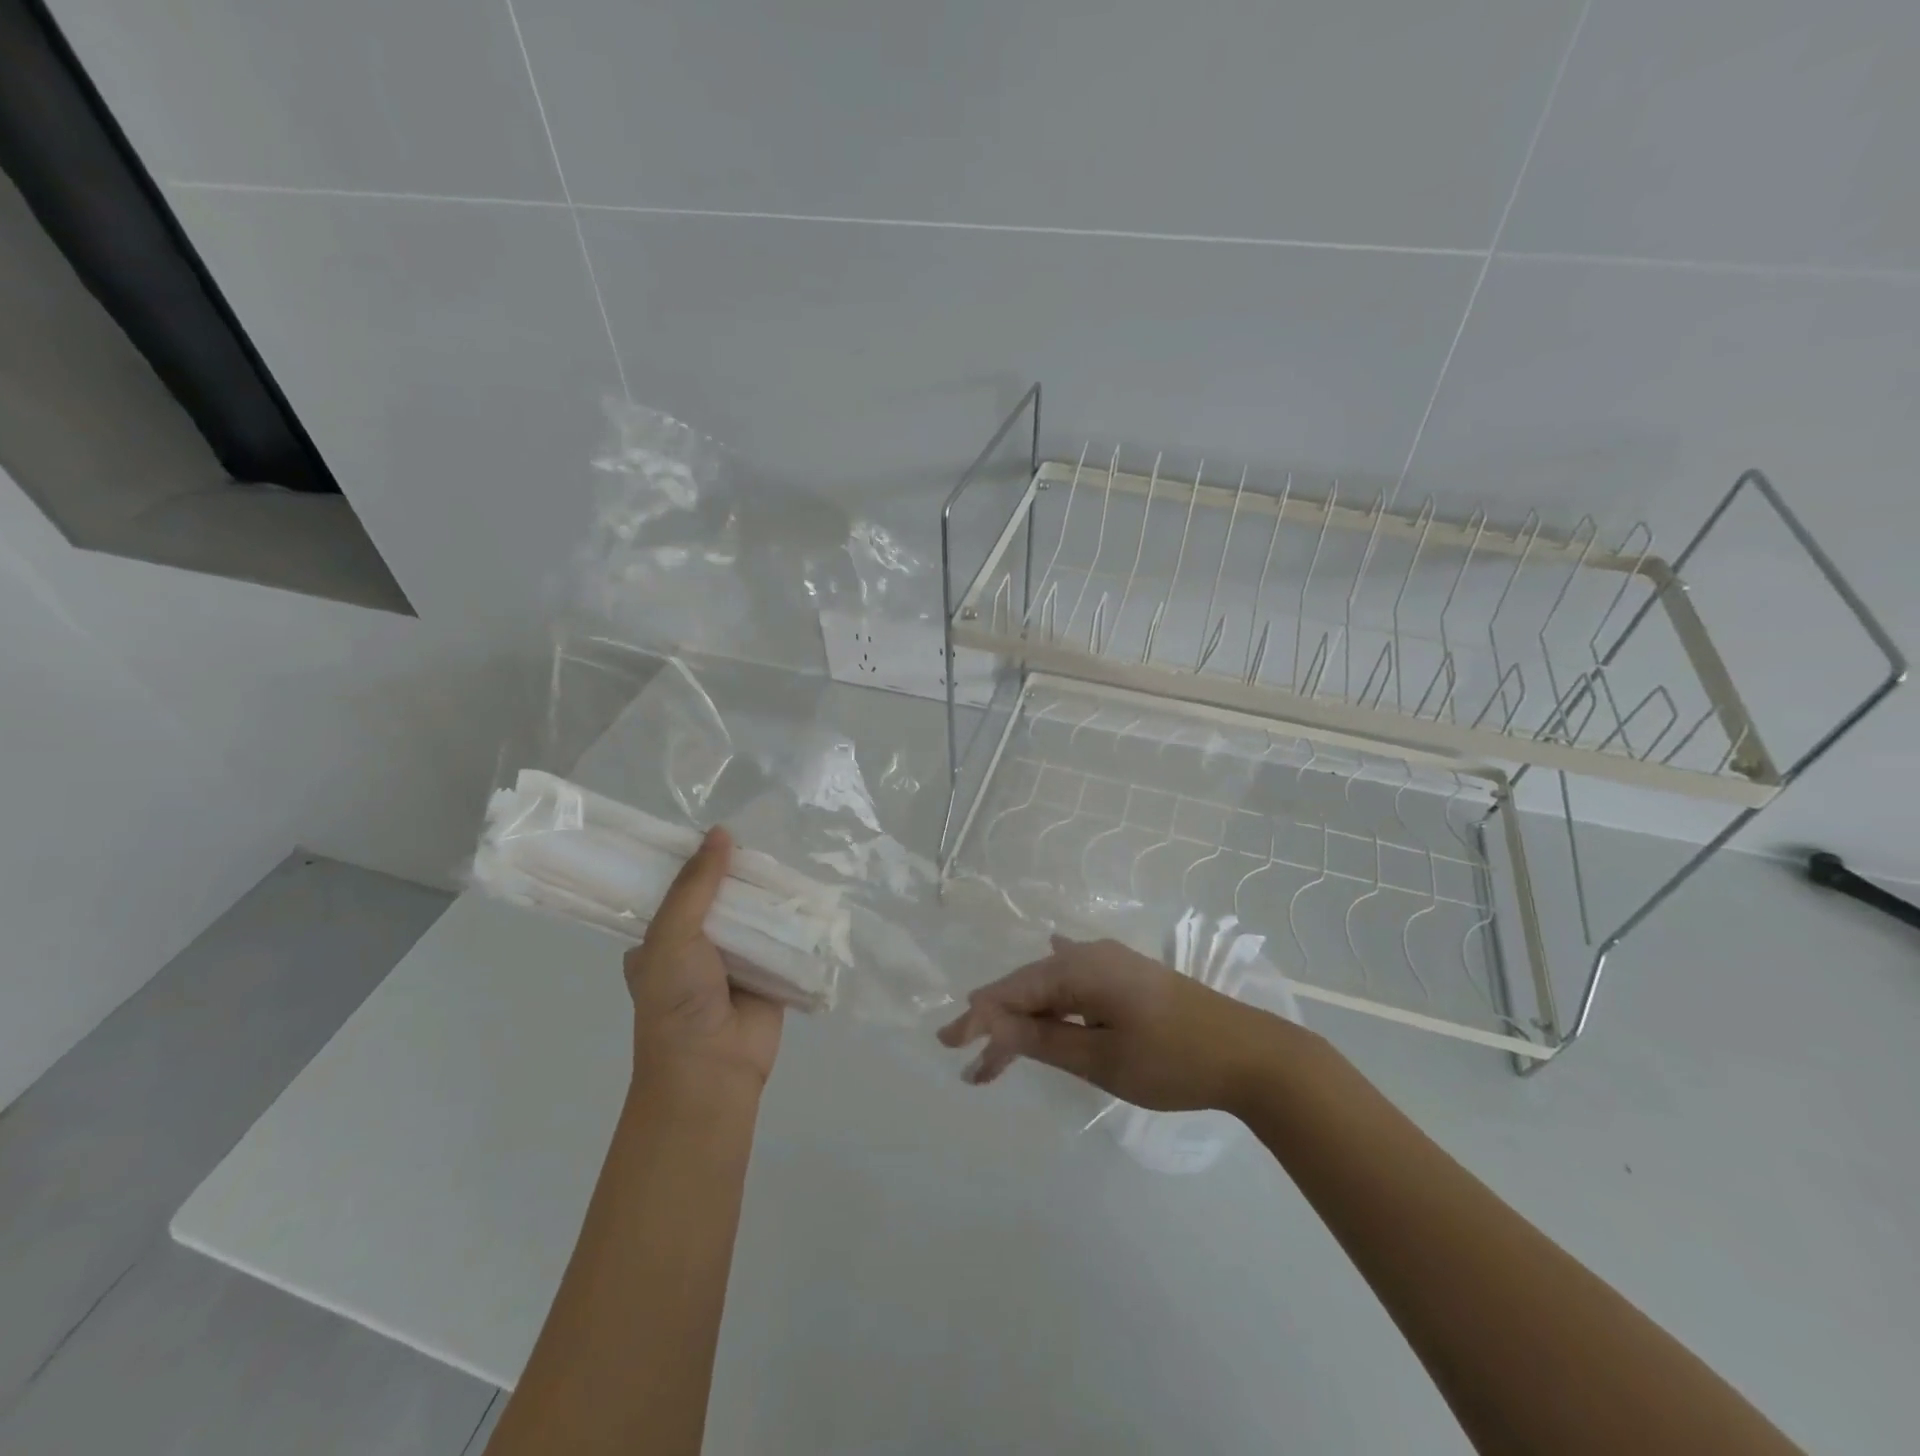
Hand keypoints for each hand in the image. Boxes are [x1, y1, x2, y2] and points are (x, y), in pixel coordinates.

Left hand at [624, 827, 782, 1090]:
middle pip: (721, 898)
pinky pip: (783, 939)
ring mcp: (735, 961)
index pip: (677, 890)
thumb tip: (720, 832)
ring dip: (770, 895)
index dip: (696, 861)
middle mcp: (697, 947)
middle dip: (740, 874)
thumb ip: (695, 885)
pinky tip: (813, 891)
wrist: (713, 1068)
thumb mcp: (672, 934)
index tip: (719, 828)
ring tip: (794, 853)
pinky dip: (795, 921)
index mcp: (661, 939)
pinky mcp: (770, 974)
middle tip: (766, 836)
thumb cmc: (677, 1000)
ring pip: (755, 916)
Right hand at [938, 934, 1306, 1113]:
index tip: (949, 1046)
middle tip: (972, 1067)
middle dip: (998, 1024)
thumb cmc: (1173, 1060)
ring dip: (1026, 1021)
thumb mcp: (1100, 1057)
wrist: (1253, 1055)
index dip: (977, 1017)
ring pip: (1052, 990)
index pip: (1012, 990)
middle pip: (1029, 988)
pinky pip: (1076, 987)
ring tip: (1000, 1053)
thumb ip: (1042, 1038)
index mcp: (1079, 967)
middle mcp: (1091, 955)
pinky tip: (1043, 989)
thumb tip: (989, 1020)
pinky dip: (1053, 1005)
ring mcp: (1113, 964)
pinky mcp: (1129, 978)